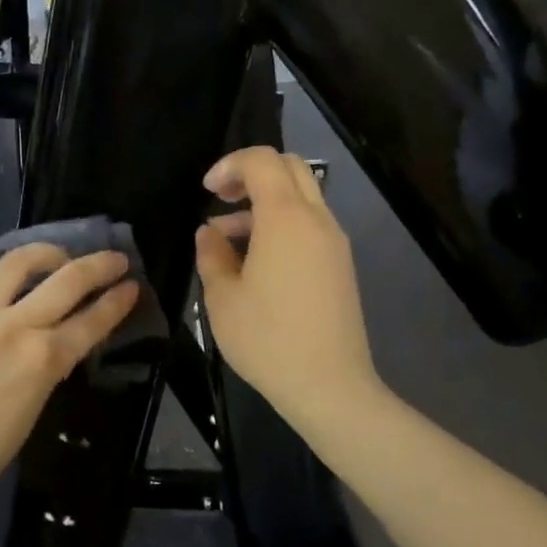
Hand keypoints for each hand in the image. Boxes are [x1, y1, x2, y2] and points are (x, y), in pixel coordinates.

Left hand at [0, 244, 139, 503]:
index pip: (91, 320)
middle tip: (115, 258)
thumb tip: (58, 338)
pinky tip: (14, 289)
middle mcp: (14, 326)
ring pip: (20, 262)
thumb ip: (48, 364)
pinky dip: (9, 281)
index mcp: (42, 360)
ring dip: (49, 253)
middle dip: (99, 264)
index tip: (133, 286)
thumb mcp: (33, 407)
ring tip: (61, 256)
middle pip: (67, 279)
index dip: (117, 301)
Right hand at [195, 148, 380, 432]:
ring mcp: (334, 242)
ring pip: (301, 197)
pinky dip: (281, 224)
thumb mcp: (222, 298)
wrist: (329, 386)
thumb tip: (209, 233)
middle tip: (221, 198)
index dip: (229, 165)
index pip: (262, 161)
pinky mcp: (340, 265)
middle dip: (251, 173)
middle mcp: (316, 219)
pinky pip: (309, 225)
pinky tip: (255, 261)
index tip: (206, 191)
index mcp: (286, 218)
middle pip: (289, 168)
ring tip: (226, 239)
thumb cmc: (267, 339)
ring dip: (264, 203)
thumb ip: (211, 254)